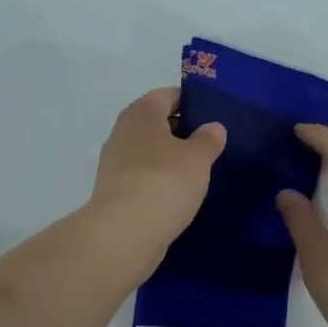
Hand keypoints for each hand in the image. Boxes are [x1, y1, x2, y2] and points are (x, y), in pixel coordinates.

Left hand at [89, 88, 225, 257]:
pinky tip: (179, 193)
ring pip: (148, 151)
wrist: (125, 231)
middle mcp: (122, 132)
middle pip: (155, 123)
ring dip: (169, 158)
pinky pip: (142, 177)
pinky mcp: (114, 192)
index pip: (167, 95)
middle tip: (211, 142)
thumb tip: (213, 127)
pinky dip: (159, 180)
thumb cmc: (165, 180)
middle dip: (181, 130)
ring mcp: (114, 163)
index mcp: (141, 112)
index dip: (190, 100)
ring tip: (199, 170)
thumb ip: (208, 139)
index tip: (213, 113)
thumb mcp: (198, 157)